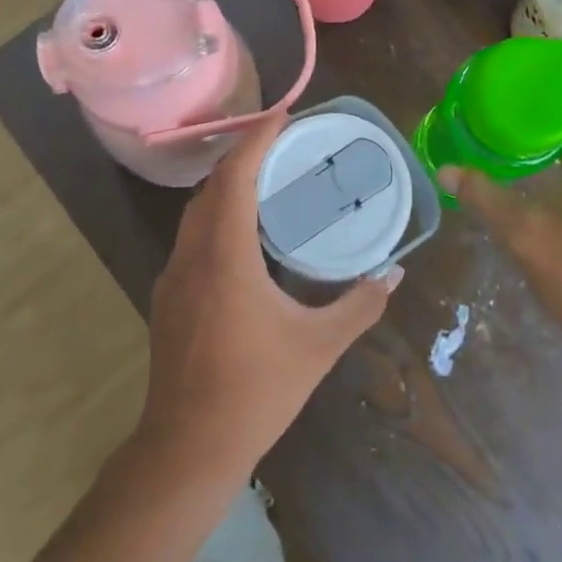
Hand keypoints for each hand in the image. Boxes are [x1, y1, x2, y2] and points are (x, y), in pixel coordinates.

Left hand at [137, 113, 399, 486]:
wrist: (186, 449)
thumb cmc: (255, 391)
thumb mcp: (318, 347)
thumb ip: (359, 306)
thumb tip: (393, 275)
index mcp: (226, 255)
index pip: (235, 175)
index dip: (258, 137)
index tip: (284, 113)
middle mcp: (193, 254)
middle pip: (213, 185)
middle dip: (244, 154)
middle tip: (284, 144)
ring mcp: (173, 276)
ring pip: (197, 210)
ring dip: (227, 185)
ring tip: (267, 180)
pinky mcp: (168, 297)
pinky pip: (192, 236)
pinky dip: (217, 215)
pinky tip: (243, 235)